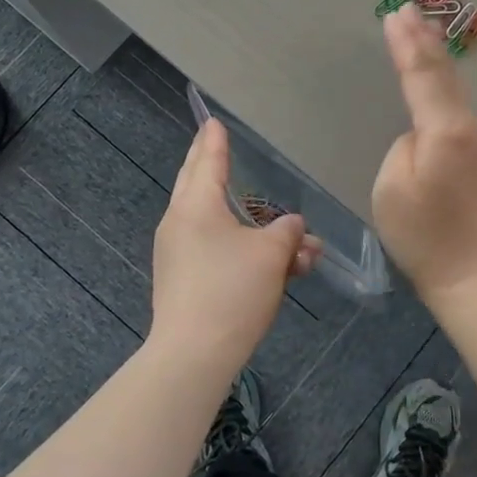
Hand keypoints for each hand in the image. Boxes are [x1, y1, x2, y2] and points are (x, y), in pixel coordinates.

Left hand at [150, 119, 320, 370]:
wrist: (194, 354)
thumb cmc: (232, 290)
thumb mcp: (271, 254)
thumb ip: (286, 232)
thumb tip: (292, 225)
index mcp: (196, 205)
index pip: (207, 160)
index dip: (214, 140)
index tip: (213, 122)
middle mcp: (180, 223)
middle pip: (198, 184)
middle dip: (212, 165)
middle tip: (213, 144)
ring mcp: (178, 253)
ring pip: (218, 225)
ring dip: (253, 227)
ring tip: (299, 246)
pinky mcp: (183, 281)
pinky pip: (216, 252)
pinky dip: (243, 251)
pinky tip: (279, 269)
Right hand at [372, 6, 476, 302]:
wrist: (476, 277)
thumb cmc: (425, 236)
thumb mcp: (392, 186)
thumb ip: (404, 144)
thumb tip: (421, 133)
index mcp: (447, 130)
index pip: (422, 74)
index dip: (406, 43)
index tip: (395, 13)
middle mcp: (474, 128)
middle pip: (446, 76)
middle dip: (425, 41)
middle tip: (410, 10)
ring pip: (456, 96)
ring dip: (437, 65)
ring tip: (423, 35)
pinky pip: (461, 117)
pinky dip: (445, 94)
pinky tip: (439, 88)